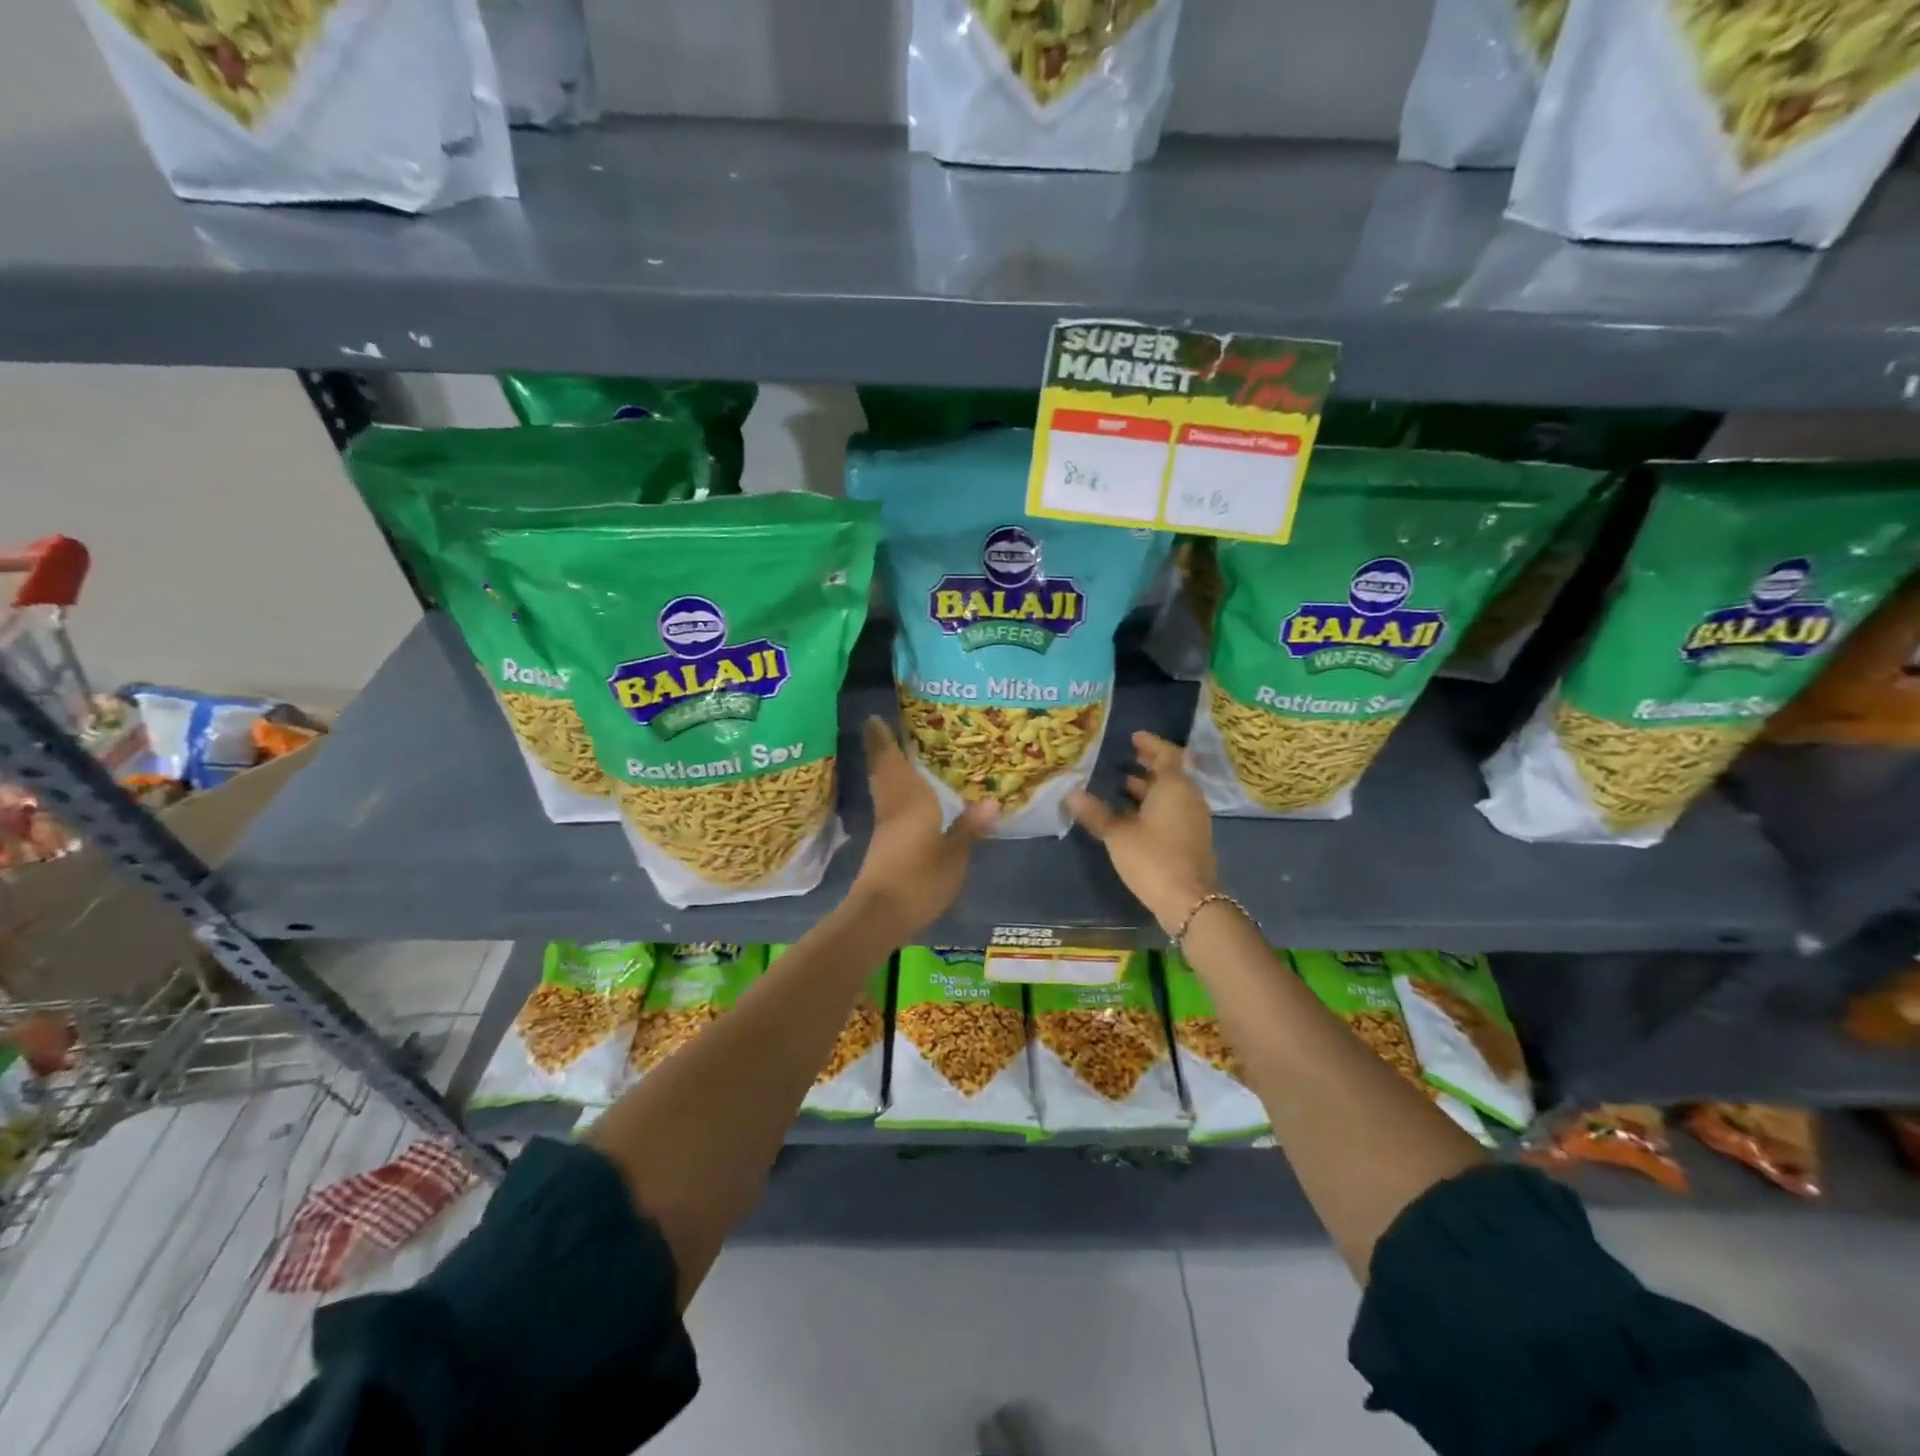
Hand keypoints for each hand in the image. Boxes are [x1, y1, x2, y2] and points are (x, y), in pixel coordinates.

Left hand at [850, 716, 997, 935]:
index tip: (873, 717)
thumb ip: (969, 828)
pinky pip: (886, 804)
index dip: (882, 740)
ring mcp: (884, 826)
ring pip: (882, 788)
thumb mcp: (954, 856)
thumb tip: (992, 801)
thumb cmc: (919, 879)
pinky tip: (903, 795)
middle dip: (880, 749)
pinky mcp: (882, 844)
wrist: (880, 915)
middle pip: (883, 771)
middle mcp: (893, 806)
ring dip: (884, 768)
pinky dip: (891, 791)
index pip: (893, 762)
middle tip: (880, 727)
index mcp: (910, 800)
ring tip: (894, 753)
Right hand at [1068, 731, 1216, 936]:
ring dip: (1149, 787)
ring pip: (1170, 794)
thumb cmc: (1153, 859)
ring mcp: (1193, 819)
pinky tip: (1132, 814)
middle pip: (1170, 773)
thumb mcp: (1118, 835)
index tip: (1133, 737)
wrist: (1189, 901)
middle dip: (1148, 764)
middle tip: (1125, 757)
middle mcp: (1188, 797)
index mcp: (1174, 787)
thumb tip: (1072, 794)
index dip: (1150, 743)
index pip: (1167, 754)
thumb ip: (1096, 813)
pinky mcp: (1191, 838)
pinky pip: (1172, 810)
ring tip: (1121, 784)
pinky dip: (1154, 805)